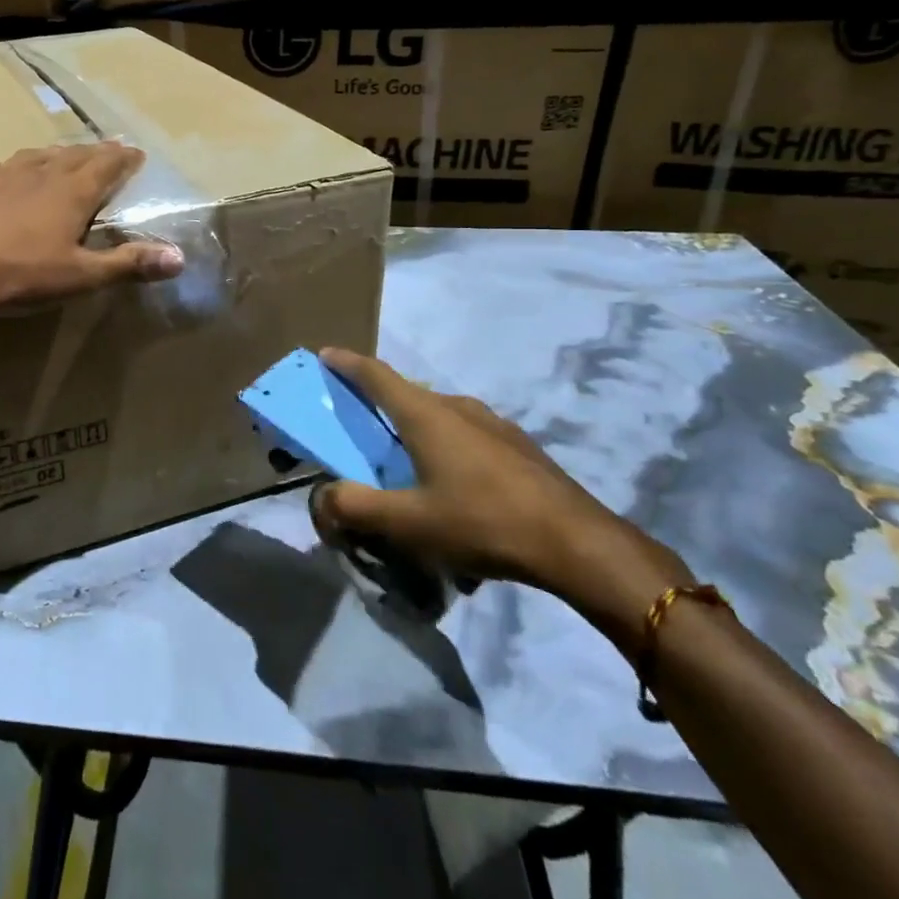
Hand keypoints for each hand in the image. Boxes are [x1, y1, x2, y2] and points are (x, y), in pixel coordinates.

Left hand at [0, 142, 183, 314]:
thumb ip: (129, 264)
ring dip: (49, 156)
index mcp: (70, 192)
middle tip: (105, 151)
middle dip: (92, 153)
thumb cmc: (22, 274)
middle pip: (71, 156)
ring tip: (56, 158)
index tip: (136, 153)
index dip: (123, 159)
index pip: (106, 165)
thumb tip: (179, 258)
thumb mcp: (82, 275)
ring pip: (30, 157)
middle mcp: (36, 174)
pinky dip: (1, 170)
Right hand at [313, 349, 691, 649]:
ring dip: (413, 429)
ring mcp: (493, 423)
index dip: (347, 363)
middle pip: (406, 394)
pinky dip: (444, 446)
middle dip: (378, 403)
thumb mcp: (408, 522)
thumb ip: (356, 507)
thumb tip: (321, 496)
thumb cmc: (482, 522)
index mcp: (426, 414)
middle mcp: (457, 406)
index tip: (326, 355)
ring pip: (439, 415)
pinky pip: (465, 434)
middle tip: (359, 427)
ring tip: (405, 464)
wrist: (577, 543)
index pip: (376, 375)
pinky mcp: (517, 446)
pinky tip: (452, 487)